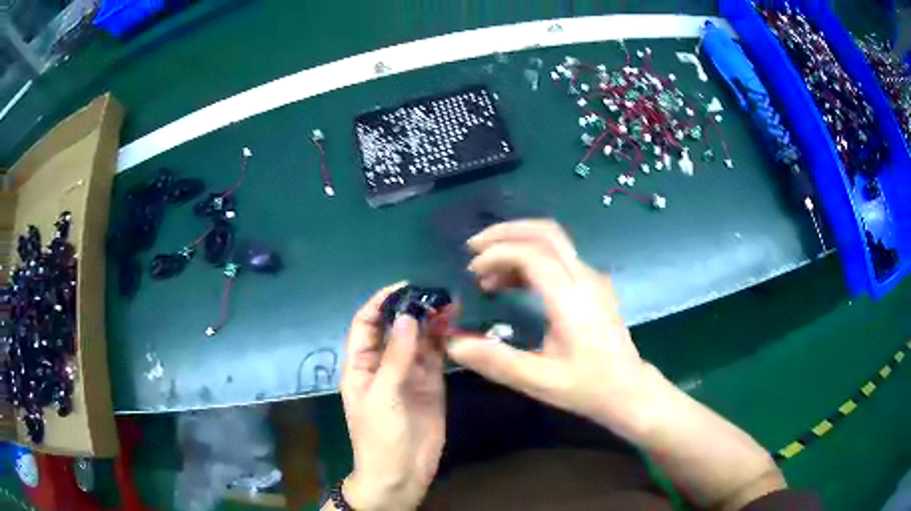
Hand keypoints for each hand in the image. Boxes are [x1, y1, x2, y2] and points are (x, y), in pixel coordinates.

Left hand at [339, 284, 447, 510]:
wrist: (401, 473)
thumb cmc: (379, 436)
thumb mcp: (382, 395)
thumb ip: (396, 357)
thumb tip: (408, 316)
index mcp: (361, 366)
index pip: (366, 325)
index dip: (380, 303)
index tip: (404, 287)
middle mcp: (384, 365)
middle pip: (395, 328)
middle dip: (411, 309)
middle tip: (435, 292)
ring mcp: (409, 375)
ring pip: (418, 340)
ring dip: (431, 321)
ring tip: (450, 302)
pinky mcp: (431, 385)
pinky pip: (436, 357)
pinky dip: (444, 341)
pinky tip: (454, 326)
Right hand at [447, 220, 653, 436]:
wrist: (630, 389)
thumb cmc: (588, 387)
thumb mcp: (540, 381)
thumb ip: (497, 361)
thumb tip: (453, 343)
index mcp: (573, 301)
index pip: (534, 255)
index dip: (499, 254)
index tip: (472, 271)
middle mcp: (585, 279)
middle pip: (547, 233)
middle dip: (506, 232)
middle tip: (473, 248)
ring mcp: (592, 279)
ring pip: (553, 241)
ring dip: (517, 245)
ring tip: (485, 274)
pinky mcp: (593, 285)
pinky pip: (559, 256)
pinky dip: (530, 257)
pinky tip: (511, 283)